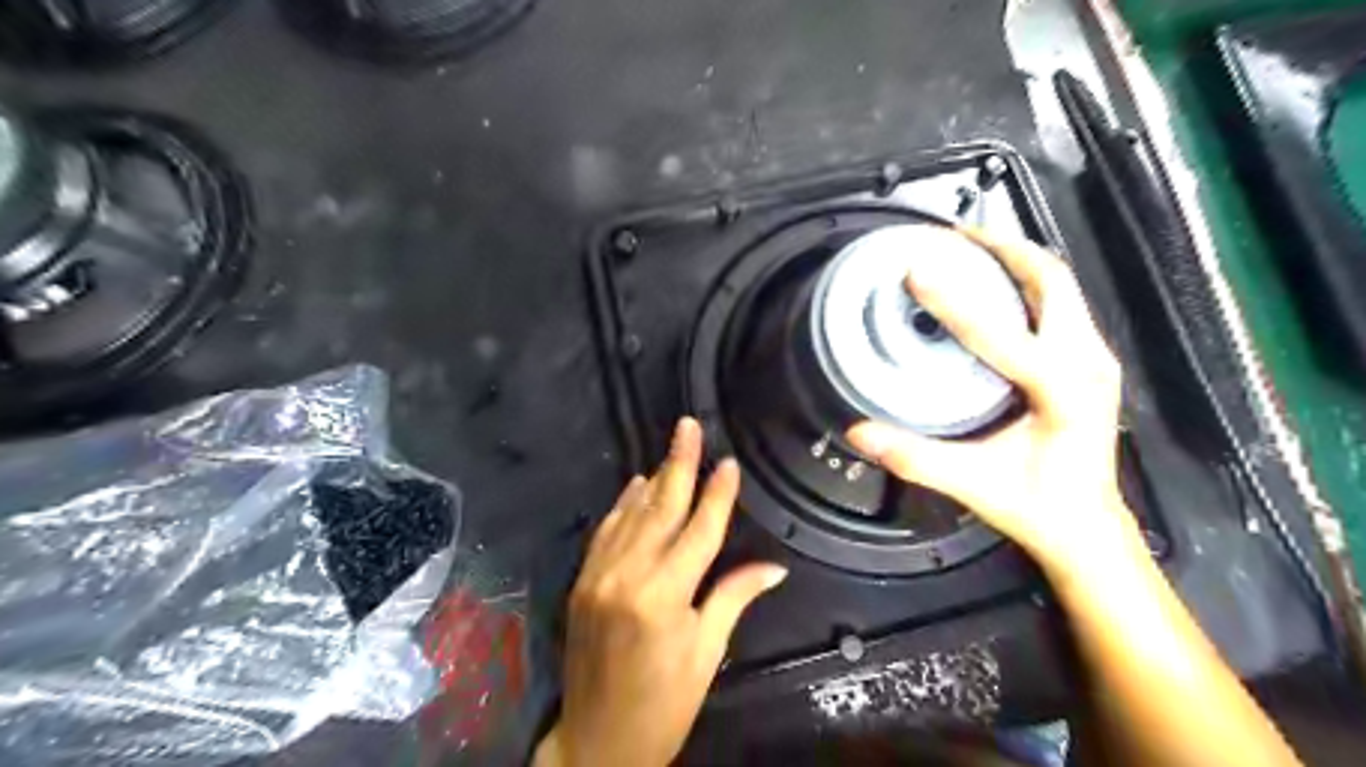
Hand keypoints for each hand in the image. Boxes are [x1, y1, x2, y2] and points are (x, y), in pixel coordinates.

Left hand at [536, 415, 790, 765]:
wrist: (598, 740)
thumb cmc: (665, 703)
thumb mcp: (707, 653)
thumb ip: (734, 598)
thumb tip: (774, 567)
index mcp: (665, 596)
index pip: (699, 530)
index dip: (717, 494)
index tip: (729, 462)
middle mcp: (629, 575)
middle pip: (661, 508)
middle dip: (679, 464)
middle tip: (689, 427)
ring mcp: (599, 575)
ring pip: (631, 514)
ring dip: (654, 479)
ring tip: (672, 448)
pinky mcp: (583, 581)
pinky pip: (606, 531)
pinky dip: (623, 506)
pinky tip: (636, 486)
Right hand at [850, 229, 1136, 575]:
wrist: (1088, 525)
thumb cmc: (1038, 507)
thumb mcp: (975, 484)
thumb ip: (916, 457)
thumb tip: (859, 431)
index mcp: (1065, 392)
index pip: (1003, 334)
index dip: (954, 301)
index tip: (916, 270)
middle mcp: (1088, 363)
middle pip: (1051, 280)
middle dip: (1002, 249)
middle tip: (951, 236)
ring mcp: (1094, 359)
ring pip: (1059, 286)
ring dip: (1015, 259)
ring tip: (967, 247)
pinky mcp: (1088, 362)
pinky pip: (1059, 303)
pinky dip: (1025, 281)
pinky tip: (992, 284)